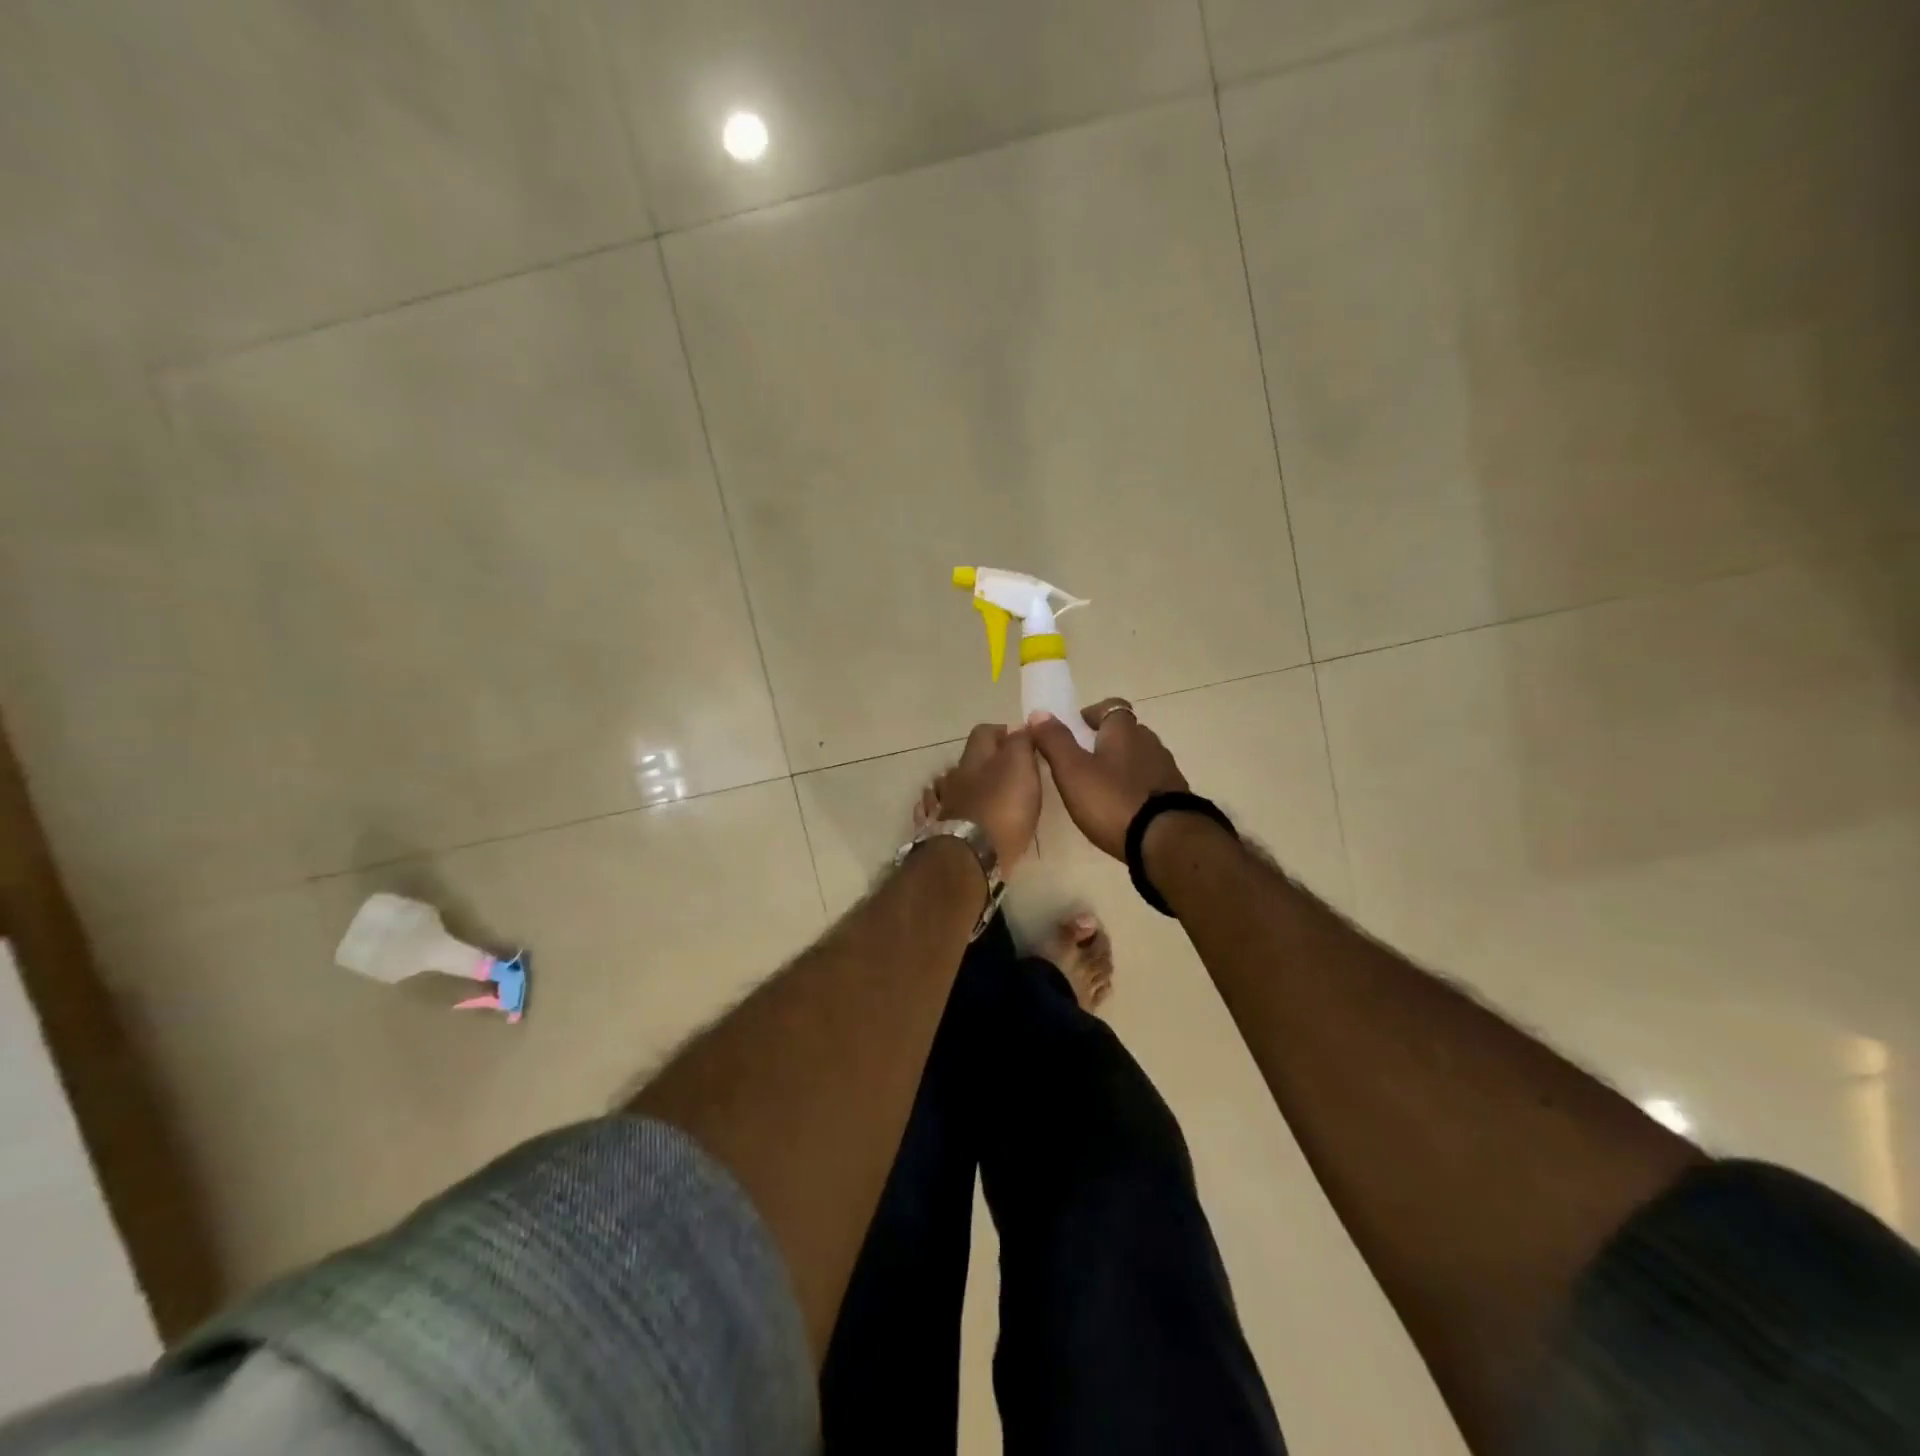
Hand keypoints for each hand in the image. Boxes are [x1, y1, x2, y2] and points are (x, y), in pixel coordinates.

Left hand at [934, 723, 1041, 870]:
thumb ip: (1021, 744)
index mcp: (975, 759)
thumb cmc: (1001, 809)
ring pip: (948, 785)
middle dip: (984, 761)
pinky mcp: (937, 831)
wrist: (969, 856)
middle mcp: (955, 777)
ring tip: (981, 794)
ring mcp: (942, 804)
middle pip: (967, 760)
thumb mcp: (1020, 768)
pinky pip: (936, 811)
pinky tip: (950, 812)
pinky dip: (944, 808)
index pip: (985, 732)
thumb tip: (1020, 726)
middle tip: (1008, 772)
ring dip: (963, 785)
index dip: (1003, 732)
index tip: (1022, 741)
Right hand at [1027, 700, 1187, 859]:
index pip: (1112, 706)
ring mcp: (1167, 770)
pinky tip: (1123, 809)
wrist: (1166, 842)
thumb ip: (1055, 741)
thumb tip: (1039, 713)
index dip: (1093, 714)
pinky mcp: (1176, 797)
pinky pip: (1151, 783)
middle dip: (1106, 741)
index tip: (1077, 729)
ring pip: (1140, 758)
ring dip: (1122, 766)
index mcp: (1124, 731)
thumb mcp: (1072, 771)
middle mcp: (1150, 743)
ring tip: (1101, 788)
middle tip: (1083, 762)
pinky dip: (1136, 788)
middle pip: (1127, 732)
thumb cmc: (1112, 801)